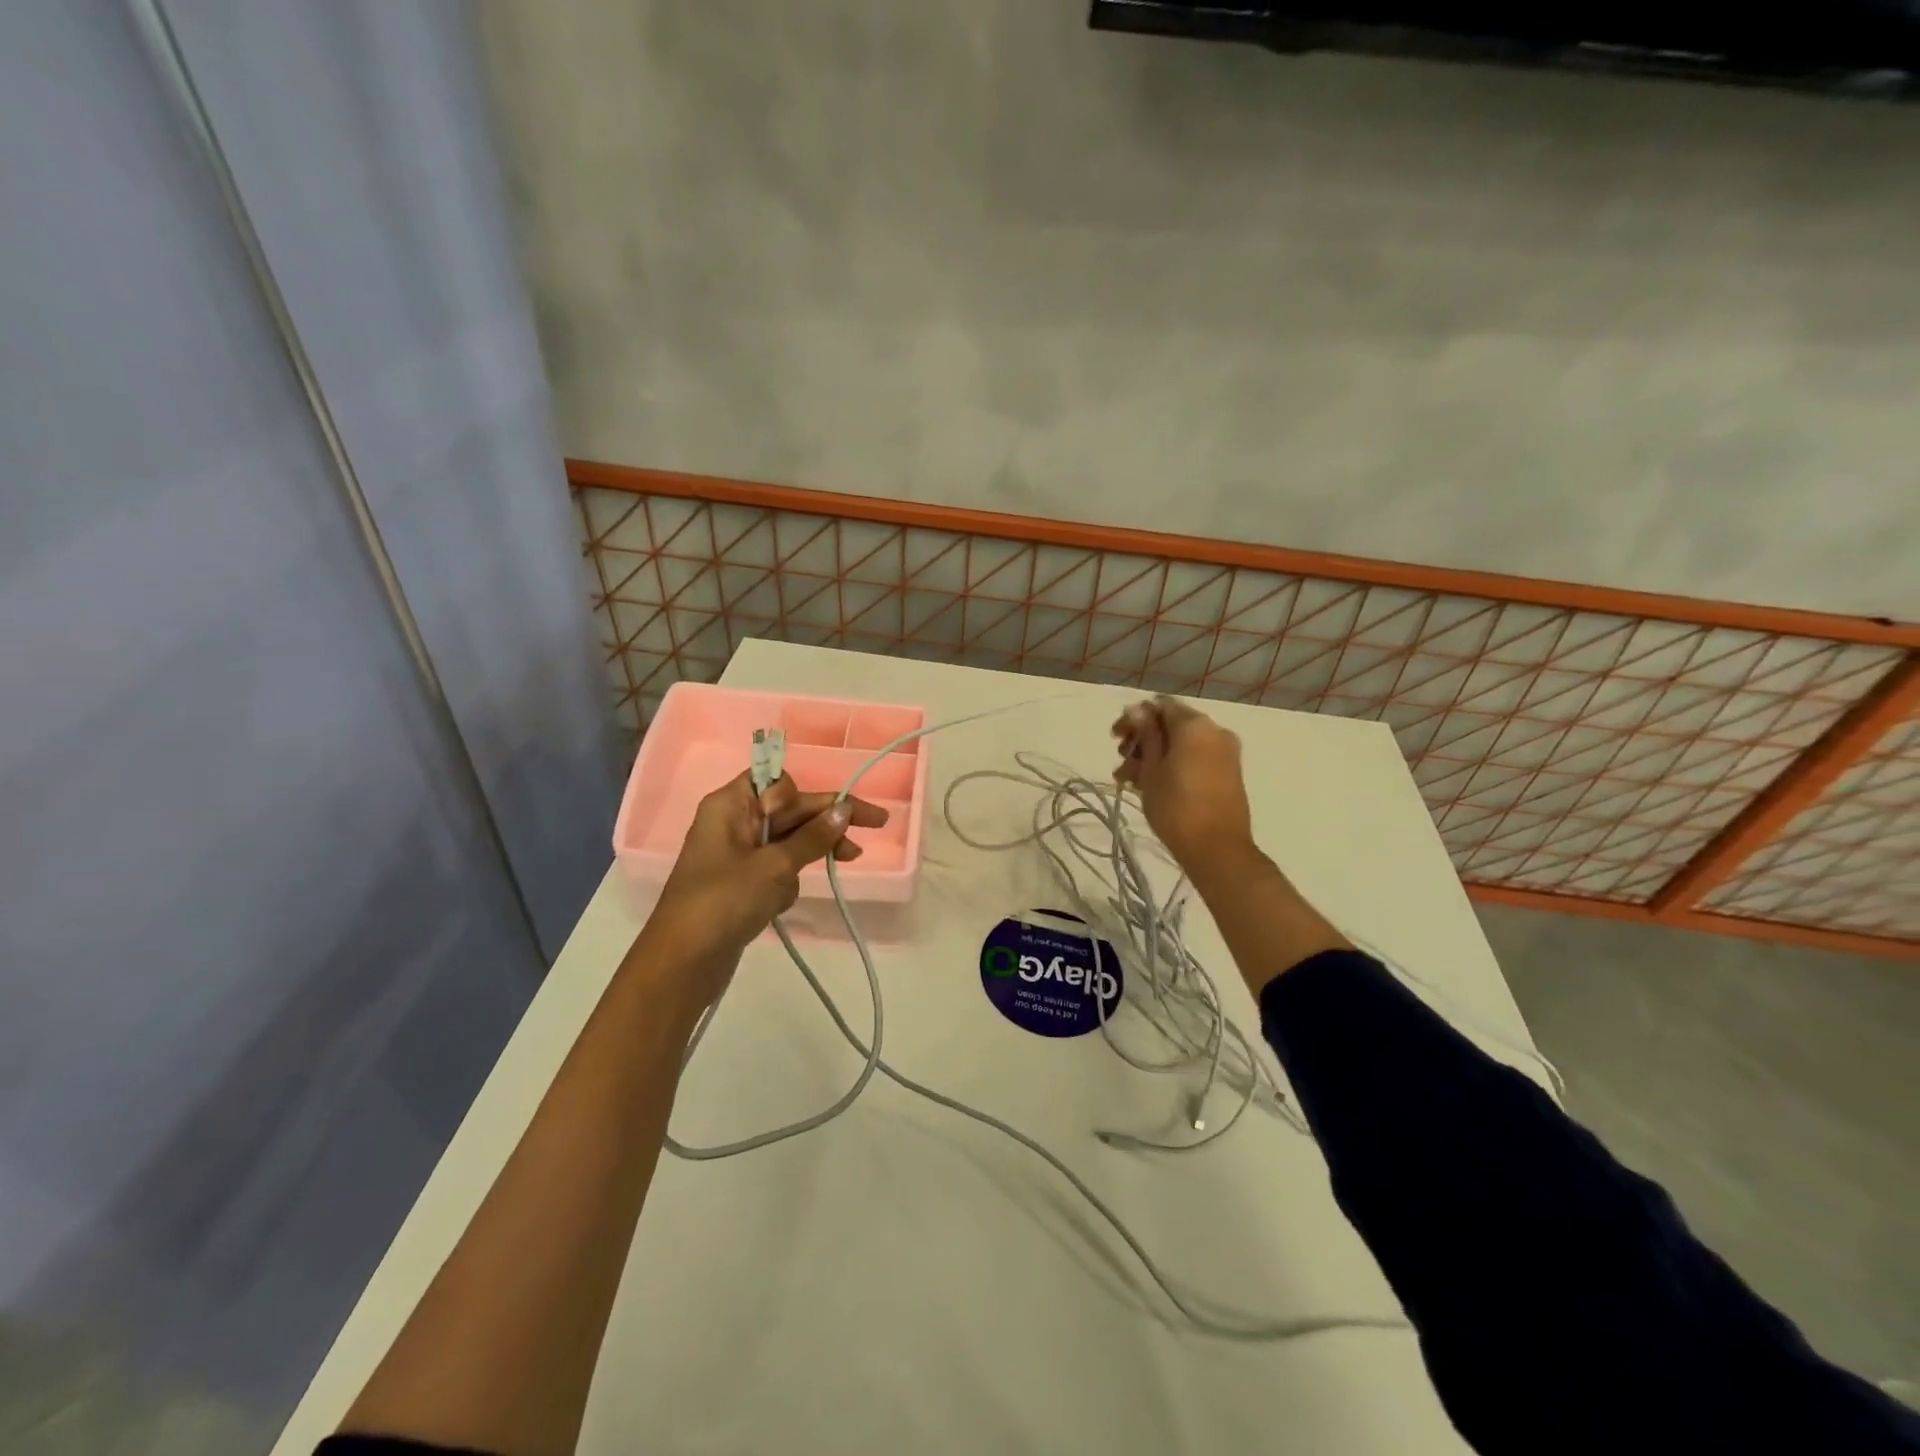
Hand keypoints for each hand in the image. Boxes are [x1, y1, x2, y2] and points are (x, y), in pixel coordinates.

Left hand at [644, 772, 888, 998]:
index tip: (839, 811)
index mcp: (730, 805)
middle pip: (789, 810)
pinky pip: (776, 868)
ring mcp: (736, 855)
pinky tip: (783, 903)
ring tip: (847, 860)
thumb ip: (813, 837)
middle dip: (826, 821)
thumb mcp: (775, 866)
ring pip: (787, 840)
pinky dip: (788, 880)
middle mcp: (732, 823)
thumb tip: (844, 809)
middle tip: (875, 825)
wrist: (682, 964)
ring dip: (811, 851)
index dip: (810, 795)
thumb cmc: (724, 902)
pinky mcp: (741, 884)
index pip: (779, 783)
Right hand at [1112, 697, 1256, 882]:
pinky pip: (1194, 758)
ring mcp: (1224, 753)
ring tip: (1129, 780)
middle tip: (1121, 760)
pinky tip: (1149, 786)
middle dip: (1143, 740)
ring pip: (1181, 744)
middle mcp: (1215, 731)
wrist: (1217, 849)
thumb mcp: (1152, 768)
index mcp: (1195, 725)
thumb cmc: (1176, 806)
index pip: (1159, 706)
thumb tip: (1137, 709)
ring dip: (1154, 756)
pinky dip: (1173, 765)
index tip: (1115, 738)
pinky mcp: (1227, 774)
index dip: (1134, 718)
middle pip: (1171, 725)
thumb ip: (1146, 735)